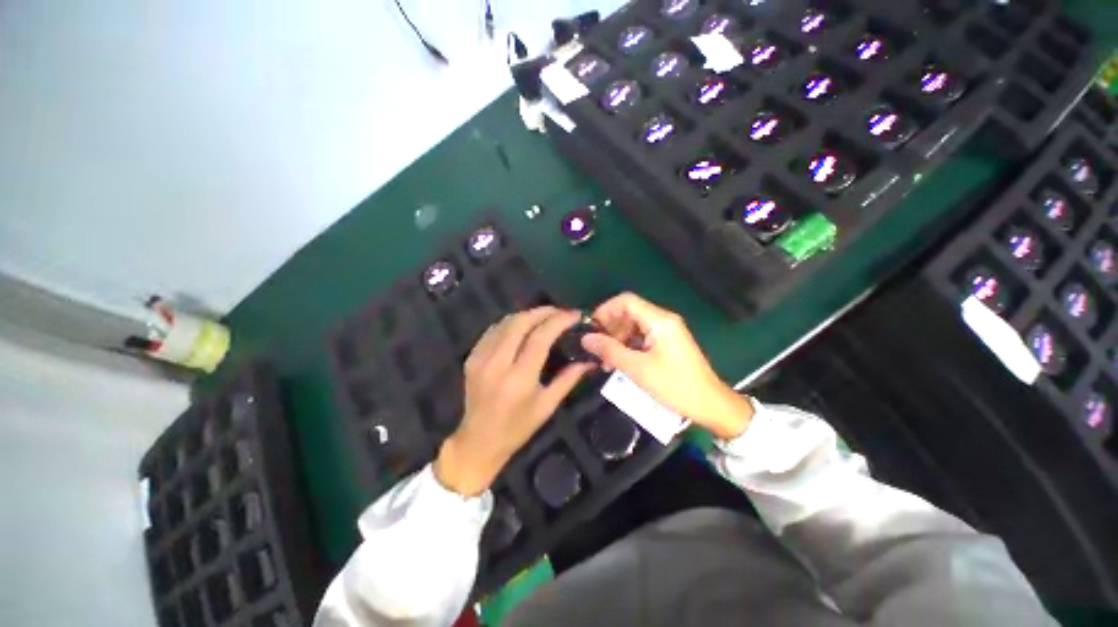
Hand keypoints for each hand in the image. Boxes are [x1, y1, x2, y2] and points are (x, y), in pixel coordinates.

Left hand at [434, 307, 593, 496]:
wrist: (479, 441)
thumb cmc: (518, 428)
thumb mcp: (547, 405)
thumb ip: (569, 379)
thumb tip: (590, 360)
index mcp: (519, 378)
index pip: (540, 337)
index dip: (559, 321)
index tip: (574, 315)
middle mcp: (497, 363)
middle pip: (521, 322)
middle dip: (543, 311)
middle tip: (561, 311)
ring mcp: (481, 358)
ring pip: (506, 322)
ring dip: (528, 314)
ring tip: (545, 316)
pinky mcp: (472, 357)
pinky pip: (494, 330)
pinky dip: (511, 323)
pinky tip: (523, 326)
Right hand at [580, 293, 752, 439]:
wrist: (710, 405)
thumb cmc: (675, 385)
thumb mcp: (638, 369)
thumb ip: (610, 350)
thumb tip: (586, 338)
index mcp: (659, 320)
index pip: (626, 301)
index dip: (605, 310)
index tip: (592, 328)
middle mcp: (664, 320)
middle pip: (629, 313)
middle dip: (611, 328)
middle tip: (598, 349)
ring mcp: (667, 331)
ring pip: (634, 326)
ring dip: (618, 339)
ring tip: (607, 361)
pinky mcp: (668, 343)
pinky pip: (643, 337)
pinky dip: (629, 346)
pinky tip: (620, 362)